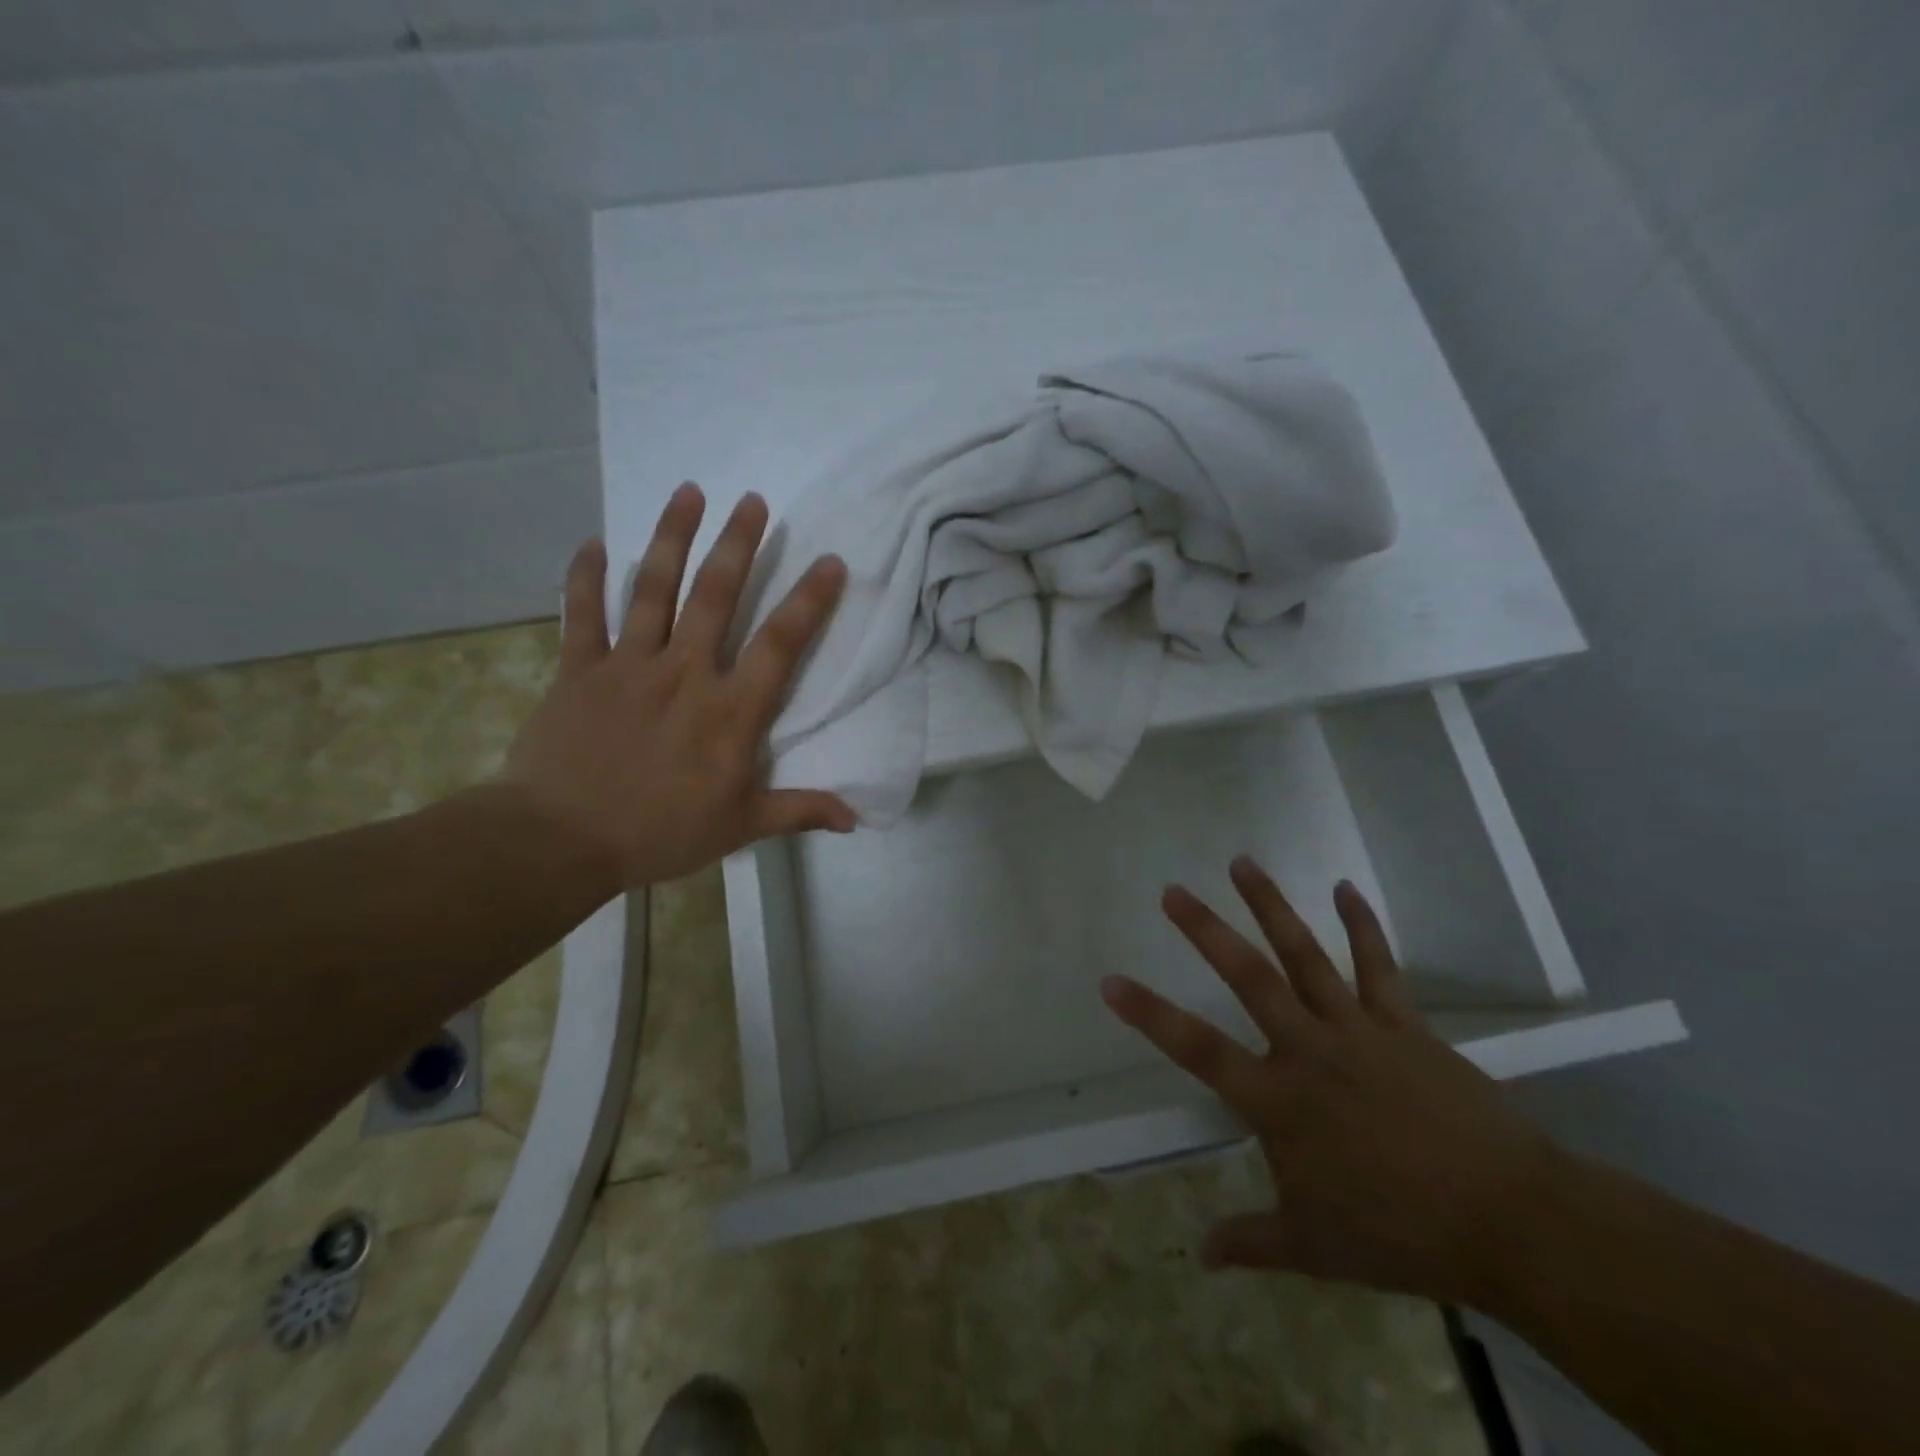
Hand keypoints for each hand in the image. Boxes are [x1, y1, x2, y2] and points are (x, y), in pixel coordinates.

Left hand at [502, 483, 856, 890]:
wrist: (560, 840)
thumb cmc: (659, 832)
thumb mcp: (740, 827)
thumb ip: (799, 812)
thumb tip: (856, 818)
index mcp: (729, 710)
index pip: (779, 645)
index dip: (808, 601)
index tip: (830, 561)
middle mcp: (684, 672)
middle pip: (715, 596)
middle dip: (738, 544)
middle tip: (753, 500)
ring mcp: (628, 665)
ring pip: (653, 588)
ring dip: (671, 537)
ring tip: (688, 492)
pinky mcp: (579, 669)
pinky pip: (581, 614)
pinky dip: (584, 577)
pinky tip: (591, 543)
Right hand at [1100, 856, 1558, 1306]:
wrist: (1510, 1223)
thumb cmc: (1400, 1235)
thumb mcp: (1314, 1249)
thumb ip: (1251, 1242)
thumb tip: (1202, 1255)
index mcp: (1278, 1100)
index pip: (1197, 1049)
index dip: (1149, 1014)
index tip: (1110, 981)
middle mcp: (1308, 1050)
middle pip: (1248, 978)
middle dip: (1206, 930)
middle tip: (1173, 891)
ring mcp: (1357, 1029)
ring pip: (1304, 955)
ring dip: (1271, 906)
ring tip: (1242, 862)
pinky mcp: (1403, 1024)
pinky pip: (1378, 965)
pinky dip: (1361, 924)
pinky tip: (1344, 887)